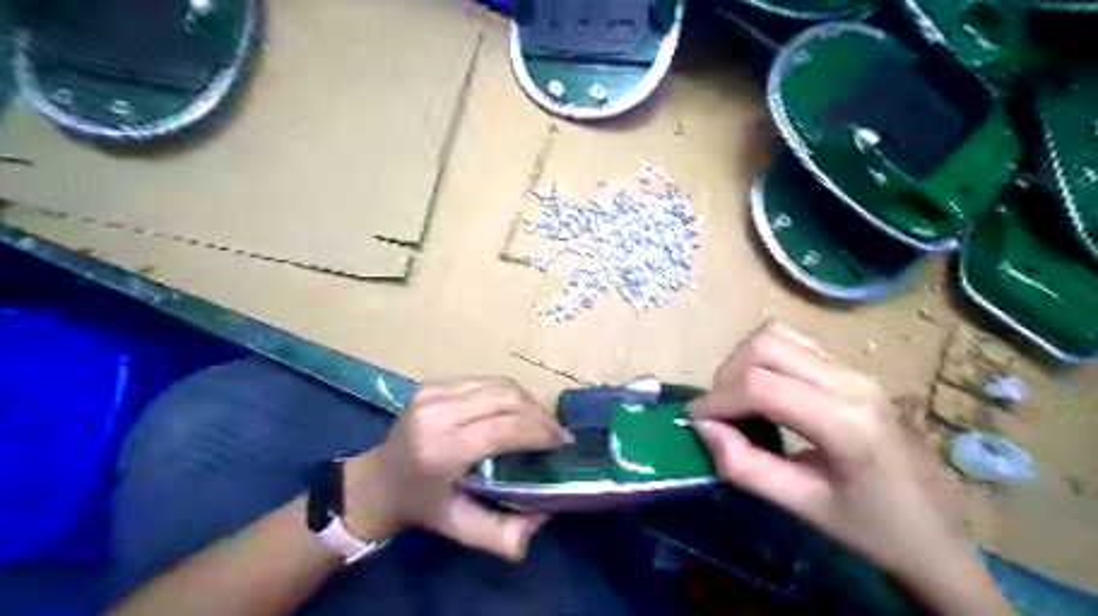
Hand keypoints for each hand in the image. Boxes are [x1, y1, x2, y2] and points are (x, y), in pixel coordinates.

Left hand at [341, 379, 571, 561]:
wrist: (375, 483)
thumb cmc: (421, 507)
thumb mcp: (460, 529)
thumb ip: (503, 533)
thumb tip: (545, 515)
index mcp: (442, 449)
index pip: (506, 428)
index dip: (541, 432)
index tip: (563, 445)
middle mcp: (437, 412)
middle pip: (507, 399)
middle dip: (541, 415)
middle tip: (558, 435)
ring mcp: (433, 392)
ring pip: (500, 384)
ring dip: (528, 402)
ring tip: (542, 423)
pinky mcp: (433, 384)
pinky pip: (485, 381)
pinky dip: (509, 395)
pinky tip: (517, 411)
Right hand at [689, 324, 1005, 613]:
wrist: (937, 535)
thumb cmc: (871, 529)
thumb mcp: (802, 506)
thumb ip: (745, 467)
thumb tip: (703, 428)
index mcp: (845, 423)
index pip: (760, 385)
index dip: (717, 399)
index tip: (697, 422)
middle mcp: (851, 382)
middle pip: (765, 345)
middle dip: (727, 375)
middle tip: (719, 412)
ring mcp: (856, 371)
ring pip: (778, 335)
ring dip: (744, 361)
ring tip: (738, 400)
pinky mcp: (853, 371)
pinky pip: (795, 343)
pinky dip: (765, 358)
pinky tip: (765, 392)